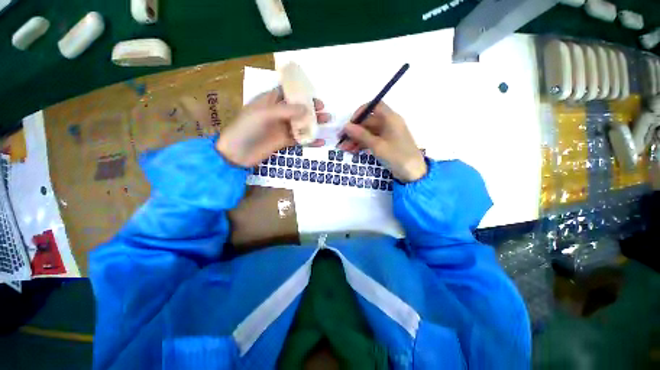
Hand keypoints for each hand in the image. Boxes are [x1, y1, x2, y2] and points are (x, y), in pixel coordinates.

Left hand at [216, 88, 329, 167]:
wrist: (237, 153)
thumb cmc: (247, 128)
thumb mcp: (265, 114)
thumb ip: (286, 111)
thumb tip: (308, 109)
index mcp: (270, 101)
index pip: (287, 92)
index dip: (300, 92)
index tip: (314, 94)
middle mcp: (277, 113)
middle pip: (297, 108)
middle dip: (310, 108)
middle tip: (323, 109)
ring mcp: (282, 128)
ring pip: (301, 123)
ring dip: (313, 122)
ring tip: (327, 121)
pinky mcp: (284, 141)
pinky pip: (300, 139)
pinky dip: (310, 141)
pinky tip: (320, 142)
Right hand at [338, 102, 426, 181]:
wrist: (412, 173)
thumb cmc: (397, 156)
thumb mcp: (377, 145)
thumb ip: (361, 135)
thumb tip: (346, 126)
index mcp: (390, 119)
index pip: (375, 106)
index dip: (362, 111)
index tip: (351, 122)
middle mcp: (389, 124)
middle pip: (368, 122)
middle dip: (354, 130)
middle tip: (342, 139)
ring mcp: (387, 135)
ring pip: (368, 133)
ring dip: (356, 139)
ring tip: (344, 148)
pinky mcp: (385, 145)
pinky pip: (371, 141)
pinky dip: (362, 145)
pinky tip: (353, 151)